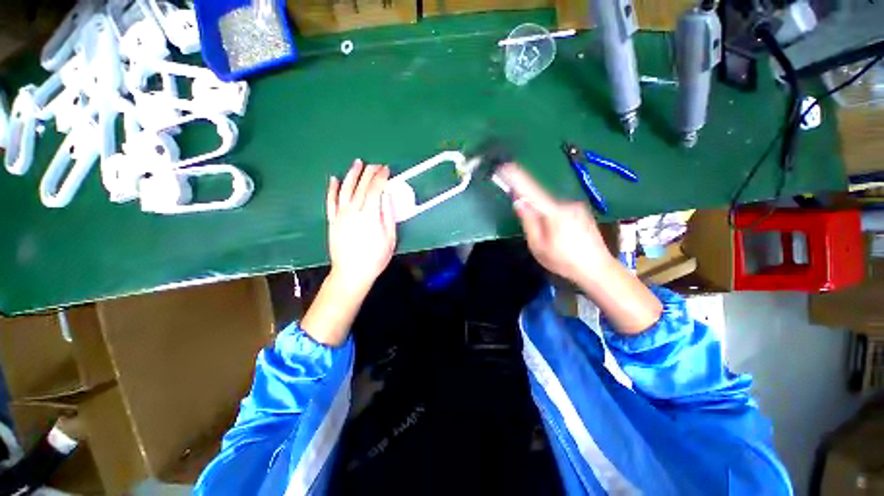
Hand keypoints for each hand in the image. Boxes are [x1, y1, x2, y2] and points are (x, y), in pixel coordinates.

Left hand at [326, 159, 396, 292]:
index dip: (381, 177)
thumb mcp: (390, 238)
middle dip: (370, 172)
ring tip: (357, 163)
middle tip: (377, 164)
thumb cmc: (375, 257)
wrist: (352, 272)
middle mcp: (353, 210)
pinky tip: (334, 179)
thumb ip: (388, 215)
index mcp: (370, 214)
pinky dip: (332, 189)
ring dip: (351, 174)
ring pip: (345, 188)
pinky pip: (330, 201)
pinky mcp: (332, 220)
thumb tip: (387, 196)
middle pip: (361, 185)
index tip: (387, 170)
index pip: (375, 188)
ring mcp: (340, 214)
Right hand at [497, 163, 661, 334]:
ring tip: (547, 237)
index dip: (517, 178)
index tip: (505, 166)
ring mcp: (576, 207)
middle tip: (527, 221)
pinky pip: (559, 208)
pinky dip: (551, 215)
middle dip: (529, 204)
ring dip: (541, 213)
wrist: (598, 269)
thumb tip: (519, 201)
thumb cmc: (564, 261)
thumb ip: (528, 222)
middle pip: (540, 198)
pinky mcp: (581, 211)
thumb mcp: (538, 246)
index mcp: (554, 213)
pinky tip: (558, 234)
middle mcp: (566, 204)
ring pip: (550, 204)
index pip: (531, 190)